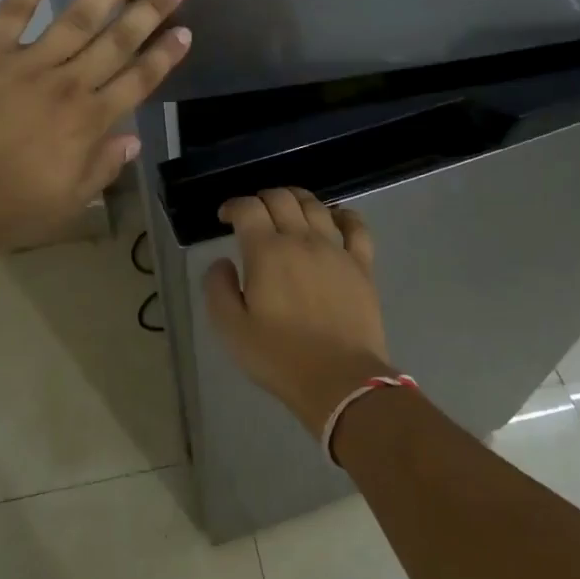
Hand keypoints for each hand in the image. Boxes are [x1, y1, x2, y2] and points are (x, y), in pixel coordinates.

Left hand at [0, 0, 190, 255]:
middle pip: (118, 41)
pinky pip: (13, 8)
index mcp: (91, 122)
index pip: (138, 81)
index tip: (185, 31)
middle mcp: (69, 85)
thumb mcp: (70, 200)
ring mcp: (29, 63)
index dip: (164, 56)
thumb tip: (133, 139)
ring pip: (78, 18)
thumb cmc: (10, 208)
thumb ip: (104, 167)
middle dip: (151, 9)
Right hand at [203, 188, 392, 435]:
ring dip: (297, 199)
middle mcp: (302, 240)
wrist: (340, 380)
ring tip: (287, 209)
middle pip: (282, 198)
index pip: (248, 208)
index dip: (233, 206)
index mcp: (266, 252)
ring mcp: (336, 250)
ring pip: (316, 206)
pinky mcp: (362, 265)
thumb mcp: (231, 329)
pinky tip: (335, 218)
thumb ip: (218, 289)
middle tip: (253, 214)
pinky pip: (356, 227)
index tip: (225, 218)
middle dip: (262, 198)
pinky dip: (344, 215)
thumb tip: (221, 262)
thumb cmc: (279, 357)